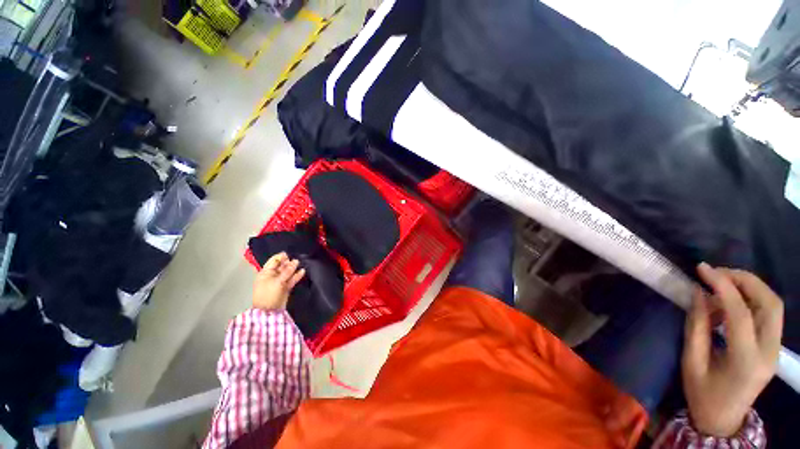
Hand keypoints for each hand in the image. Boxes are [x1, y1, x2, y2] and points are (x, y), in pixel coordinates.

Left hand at [252, 252, 304, 310]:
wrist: (269, 312)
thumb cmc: (268, 294)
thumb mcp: (277, 281)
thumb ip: (287, 271)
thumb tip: (296, 261)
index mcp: (265, 273)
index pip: (273, 261)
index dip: (281, 257)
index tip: (289, 254)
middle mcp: (272, 276)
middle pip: (281, 266)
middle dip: (288, 262)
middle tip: (296, 259)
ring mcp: (279, 282)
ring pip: (287, 273)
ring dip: (293, 268)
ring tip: (300, 263)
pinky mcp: (285, 287)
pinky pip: (292, 279)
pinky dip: (297, 276)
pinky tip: (302, 271)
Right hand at [682, 263, 782, 436]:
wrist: (723, 419)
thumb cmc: (702, 394)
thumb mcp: (691, 361)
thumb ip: (696, 326)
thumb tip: (698, 293)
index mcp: (746, 361)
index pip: (741, 314)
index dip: (723, 286)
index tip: (702, 268)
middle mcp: (769, 352)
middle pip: (769, 303)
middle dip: (745, 280)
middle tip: (717, 272)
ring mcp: (775, 349)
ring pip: (773, 305)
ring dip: (750, 286)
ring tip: (722, 281)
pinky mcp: (773, 346)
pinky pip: (768, 313)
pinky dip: (750, 299)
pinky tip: (729, 302)